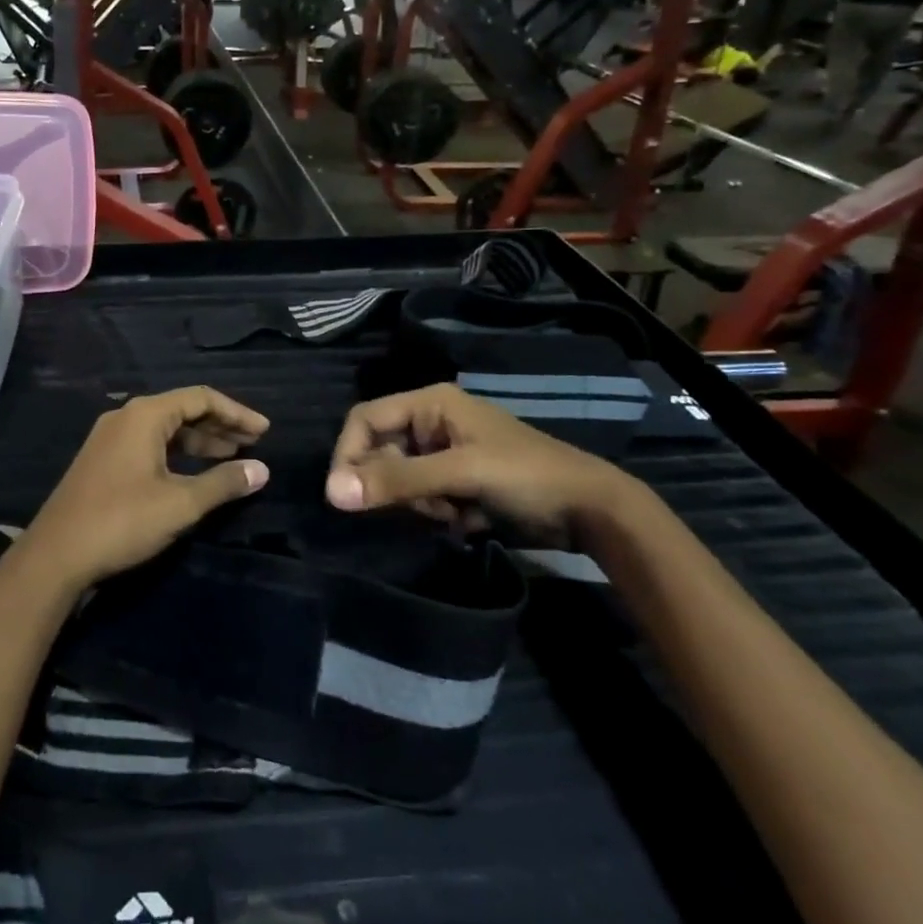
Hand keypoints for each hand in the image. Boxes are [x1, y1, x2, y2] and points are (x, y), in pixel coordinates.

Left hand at [25, 388, 269, 590]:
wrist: (55, 554)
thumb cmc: (122, 521)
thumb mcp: (180, 503)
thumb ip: (223, 483)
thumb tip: (262, 470)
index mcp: (145, 415)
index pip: (201, 398)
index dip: (236, 413)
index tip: (264, 431)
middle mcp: (126, 417)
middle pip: (182, 410)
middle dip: (220, 426)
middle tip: (252, 444)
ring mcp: (110, 438)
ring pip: (165, 430)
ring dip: (199, 441)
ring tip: (231, 457)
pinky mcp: (102, 460)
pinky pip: (149, 445)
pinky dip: (177, 454)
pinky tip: (193, 472)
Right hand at [325, 384, 644, 542]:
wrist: (591, 511)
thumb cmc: (525, 476)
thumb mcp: (460, 474)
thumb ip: (397, 480)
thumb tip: (331, 491)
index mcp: (430, 403)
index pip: (364, 419)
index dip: (348, 454)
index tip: (344, 495)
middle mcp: (431, 423)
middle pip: (380, 452)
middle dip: (395, 486)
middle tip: (425, 508)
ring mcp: (444, 453)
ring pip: (399, 480)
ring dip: (418, 504)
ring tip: (454, 514)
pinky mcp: (456, 481)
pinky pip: (420, 496)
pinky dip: (435, 513)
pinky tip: (466, 520)